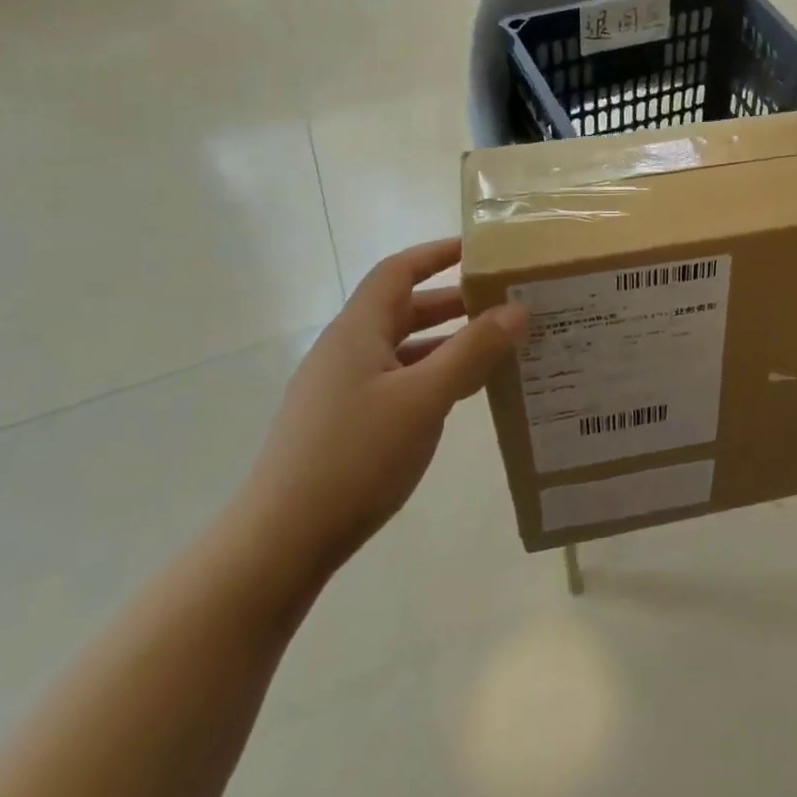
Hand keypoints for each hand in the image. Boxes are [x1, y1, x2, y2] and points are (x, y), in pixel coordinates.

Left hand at [234, 239, 525, 580]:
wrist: (279, 545)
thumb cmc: (355, 457)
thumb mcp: (425, 398)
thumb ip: (473, 350)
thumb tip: (517, 308)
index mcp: (357, 331)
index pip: (399, 270)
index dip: (438, 254)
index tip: (482, 252)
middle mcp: (345, 351)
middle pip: (403, 308)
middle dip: (454, 302)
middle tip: (505, 303)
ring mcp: (340, 389)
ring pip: (402, 348)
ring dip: (447, 342)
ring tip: (496, 348)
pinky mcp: (342, 423)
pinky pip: (396, 381)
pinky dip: (431, 376)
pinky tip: (460, 396)